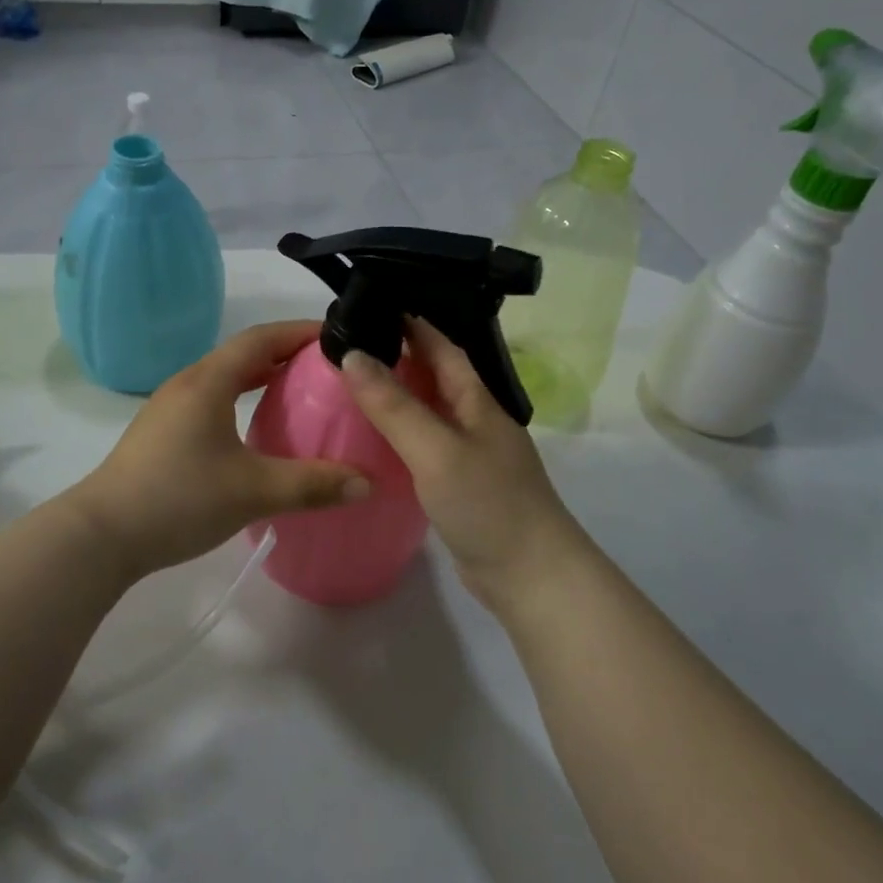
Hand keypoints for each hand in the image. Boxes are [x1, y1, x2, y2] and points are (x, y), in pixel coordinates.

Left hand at [67, 321, 369, 580]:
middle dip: (287, 354)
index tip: (337, 337)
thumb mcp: (253, 491)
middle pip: (244, 353)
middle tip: (328, 368)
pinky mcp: (163, 433)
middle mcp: (189, 383)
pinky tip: (257, 429)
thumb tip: (367, 482)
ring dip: (263, 377)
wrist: (100, 536)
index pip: (262, 338)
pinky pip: (213, 400)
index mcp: (209, 381)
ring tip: (301, 393)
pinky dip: (243, 399)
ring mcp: (171, 408)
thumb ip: (313, 484)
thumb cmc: (178, 499)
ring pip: (226, 377)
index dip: (300, 331)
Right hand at [340, 318, 586, 609]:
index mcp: (478, 402)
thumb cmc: (488, 503)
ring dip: (399, 397)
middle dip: (400, 357)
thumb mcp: (436, 449)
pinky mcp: (462, 487)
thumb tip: (352, 355)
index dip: (413, 324)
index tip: (374, 306)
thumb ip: (394, 405)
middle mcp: (477, 422)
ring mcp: (472, 456)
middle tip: (352, 346)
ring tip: (354, 386)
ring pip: (430, 413)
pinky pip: (426, 447)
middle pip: (437, 378)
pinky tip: (375, 442)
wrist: (531, 577)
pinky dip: (401, 436)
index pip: (444, 348)